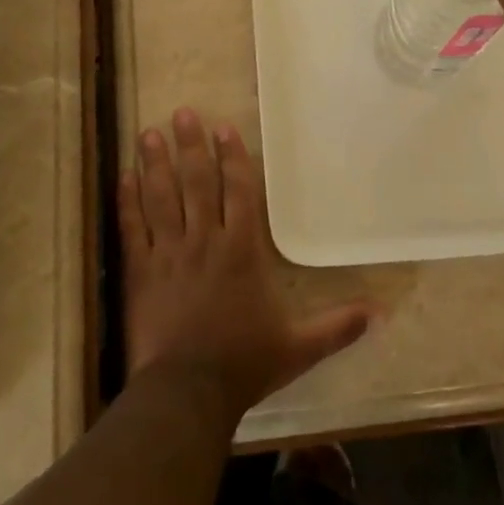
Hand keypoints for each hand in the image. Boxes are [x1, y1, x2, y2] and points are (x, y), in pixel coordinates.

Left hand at [122, 110, 374, 419]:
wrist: (188, 392)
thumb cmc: (245, 364)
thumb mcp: (299, 347)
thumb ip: (337, 326)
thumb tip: (380, 314)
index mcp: (242, 251)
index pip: (238, 191)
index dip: (231, 157)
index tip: (223, 128)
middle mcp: (205, 241)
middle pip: (197, 183)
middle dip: (191, 146)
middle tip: (183, 112)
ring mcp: (170, 254)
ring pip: (162, 198)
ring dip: (156, 163)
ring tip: (149, 131)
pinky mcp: (141, 272)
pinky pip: (133, 229)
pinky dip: (127, 202)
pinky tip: (123, 176)